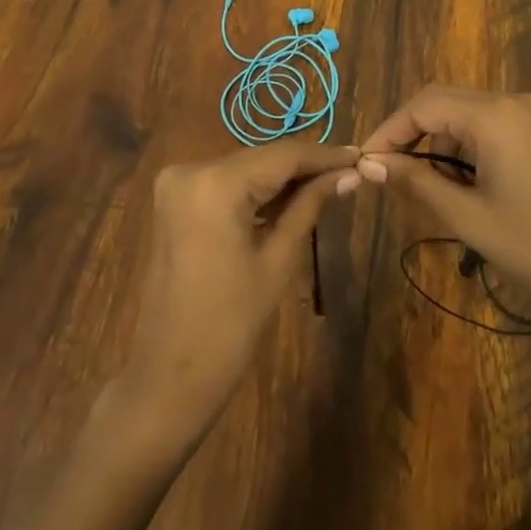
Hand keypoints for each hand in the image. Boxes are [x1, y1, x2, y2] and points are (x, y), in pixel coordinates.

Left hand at [117, 140, 359, 447]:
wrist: (170, 374)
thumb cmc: (230, 324)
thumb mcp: (278, 260)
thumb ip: (310, 206)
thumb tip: (349, 174)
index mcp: (215, 183)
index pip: (282, 155)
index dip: (324, 155)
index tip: (360, 156)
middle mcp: (190, 169)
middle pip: (260, 158)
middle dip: (304, 166)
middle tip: (349, 171)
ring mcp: (175, 183)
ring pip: (243, 168)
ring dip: (280, 177)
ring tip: (328, 182)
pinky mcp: (172, 200)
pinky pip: (223, 184)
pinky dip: (254, 189)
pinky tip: (288, 198)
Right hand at [361, 85, 530, 321]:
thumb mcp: (466, 216)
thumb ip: (415, 182)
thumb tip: (369, 164)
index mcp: (494, 115)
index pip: (423, 106)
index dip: (388, 131)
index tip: (365, 163)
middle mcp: (511, 101)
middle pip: (441, 102)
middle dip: (409, 134)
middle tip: (384, 172)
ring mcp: (529, 115)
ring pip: (462, 114)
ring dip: (435, 142)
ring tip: (417, 184)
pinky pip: (486, 125)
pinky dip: (461, 146)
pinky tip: (454, 181)